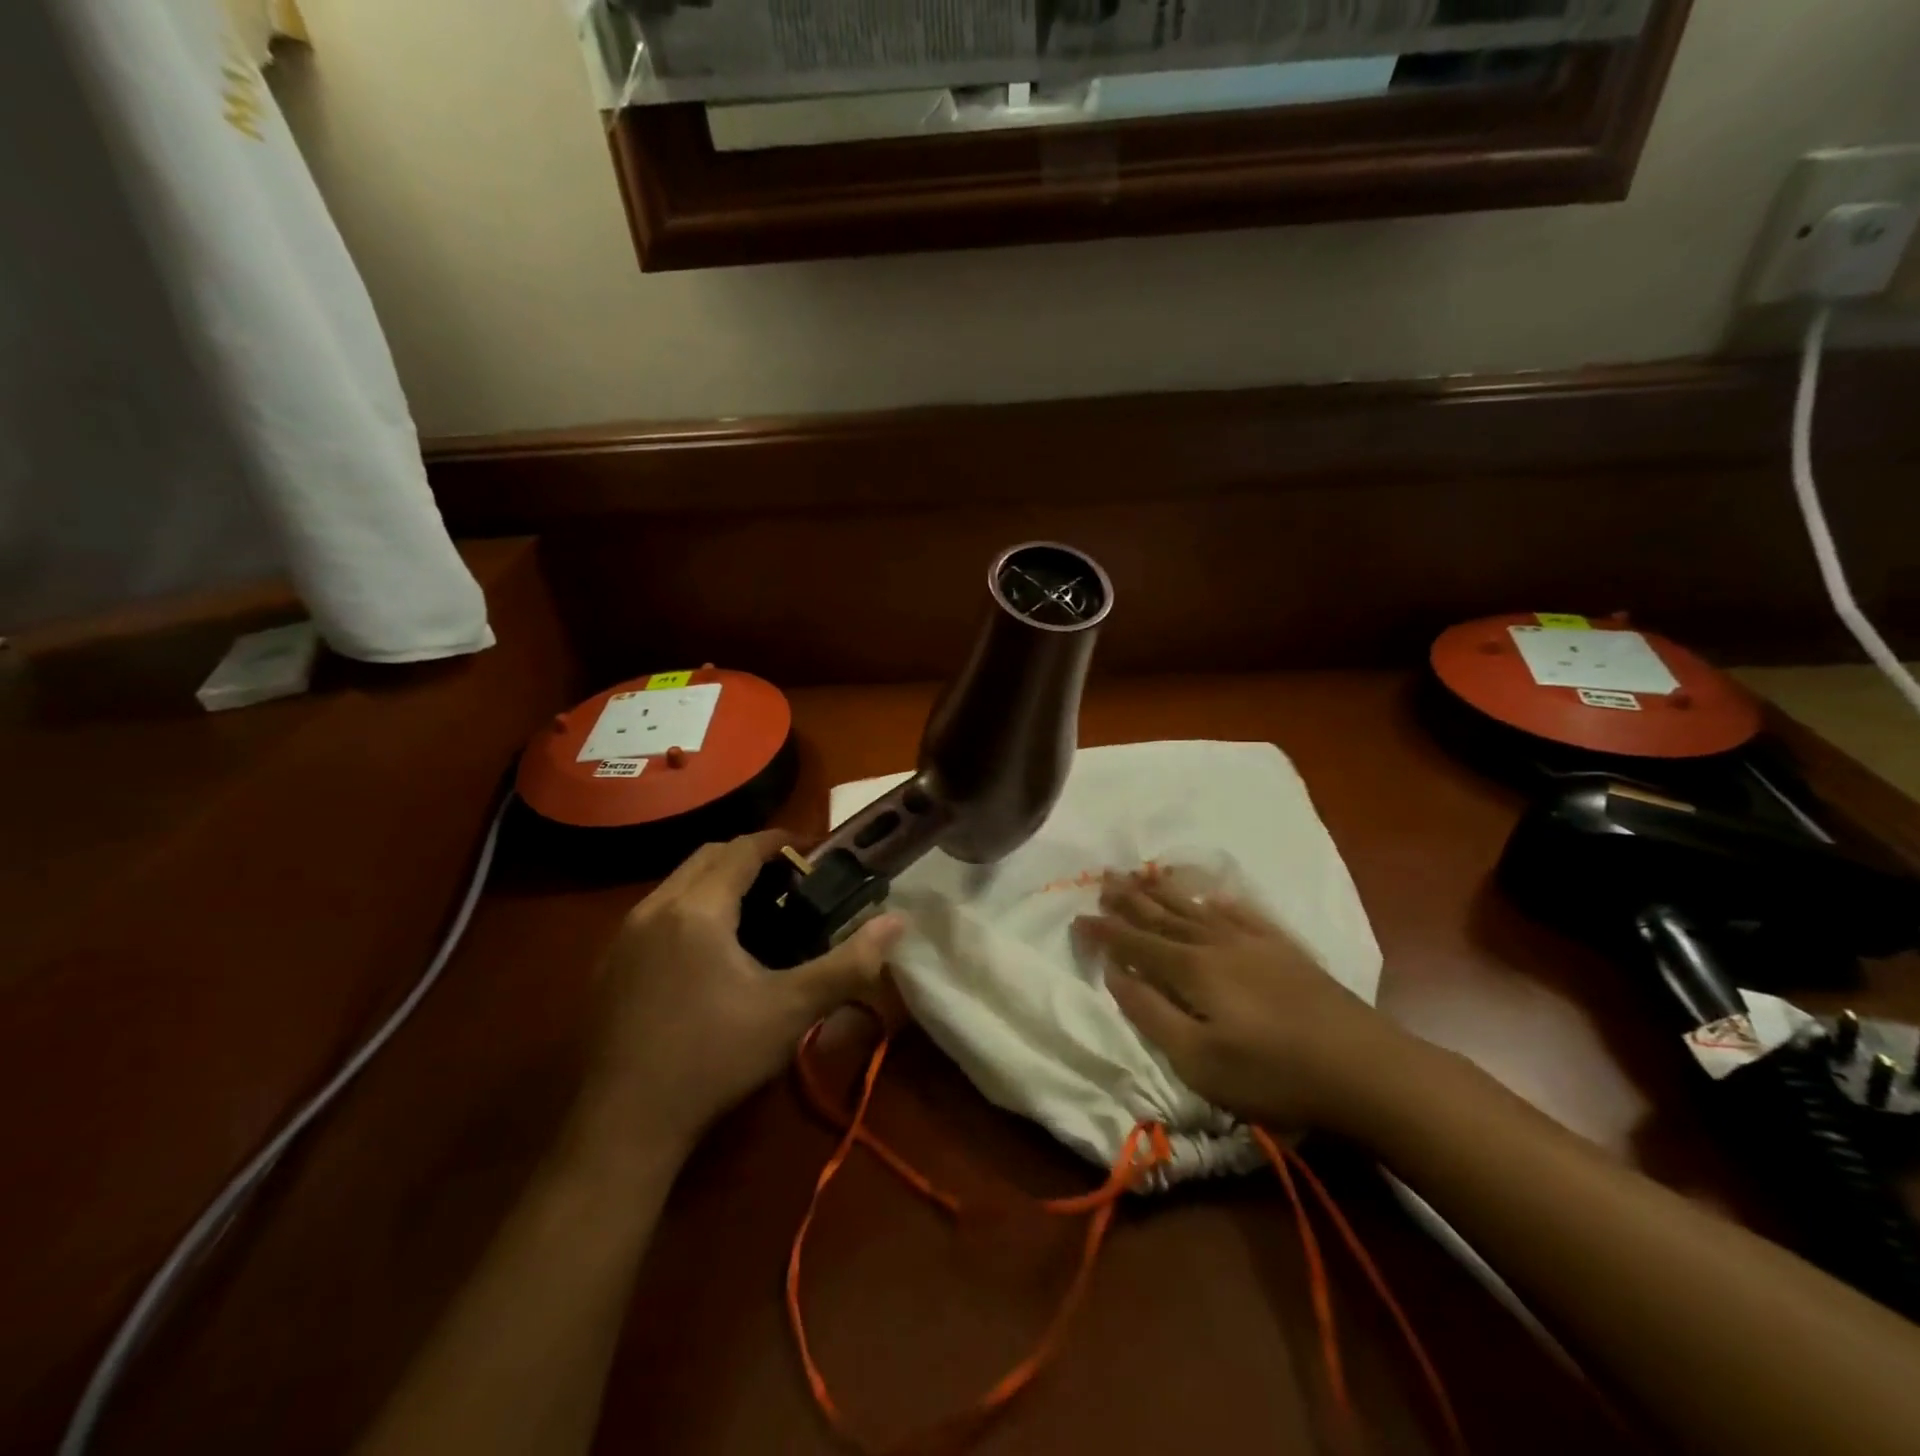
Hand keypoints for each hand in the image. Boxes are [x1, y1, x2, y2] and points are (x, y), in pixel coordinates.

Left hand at [573, 831, 902, 1160]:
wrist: (623, 1125)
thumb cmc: (714, 1059)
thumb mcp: (790, 1011)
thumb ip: (848, 963)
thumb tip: (897, 922)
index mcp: (697, 909)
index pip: (742, 849)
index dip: (780, 842)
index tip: (812, 852)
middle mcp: (654, 908)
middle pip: (707, 856)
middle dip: (749, 857)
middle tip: (788, 883)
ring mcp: (623, 936)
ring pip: (677, 883)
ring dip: (716, 881)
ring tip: (753, 913)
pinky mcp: (608, 964)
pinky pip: (655, 912)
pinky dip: (688, 908)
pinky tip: (706, 952)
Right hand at [1075, 867, 1411, 1133]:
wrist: (1365, 1069)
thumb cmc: (1273, 1074)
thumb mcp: (1199, 1061)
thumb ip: (1151, 1014)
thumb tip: (1115, 975)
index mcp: (1191, 970)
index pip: (1135, 944)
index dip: (1104, 932)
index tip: (1077, 918)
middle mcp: (1216, 944)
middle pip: (1163, 915)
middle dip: (1130, 899)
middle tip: (1104, 879)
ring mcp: (1254, 942)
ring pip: (1197, 909)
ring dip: (1165, 892)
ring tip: (1143, 876)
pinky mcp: (1285, 950)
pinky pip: (1242, 913)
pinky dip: (1219, 902)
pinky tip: (1214, 897)